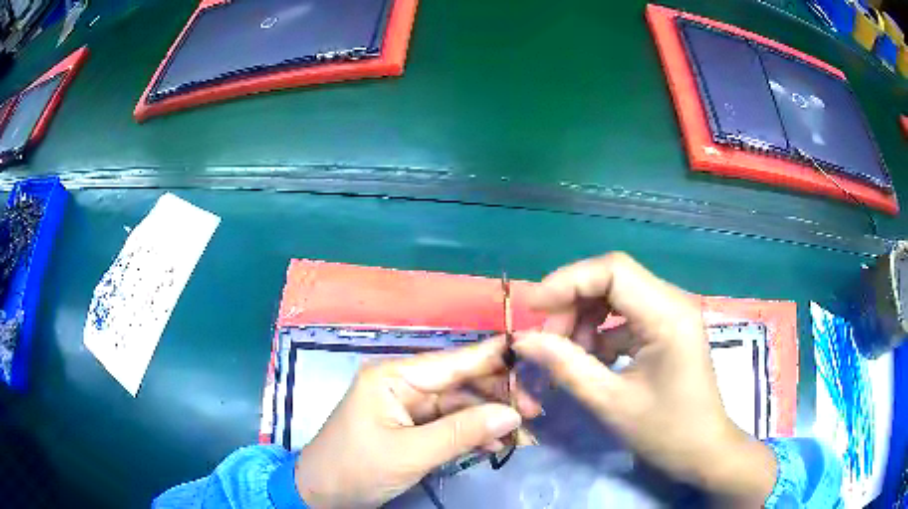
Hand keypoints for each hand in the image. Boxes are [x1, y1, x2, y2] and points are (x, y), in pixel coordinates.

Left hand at [294, 336, 541, 507]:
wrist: (321, 494)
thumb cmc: (356, 468)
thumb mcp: (409, 453)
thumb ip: (462, 432)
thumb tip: (513, 414)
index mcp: (395, 376)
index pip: (453, 361)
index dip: (494, 357)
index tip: (534, 355)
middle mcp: (403, 384)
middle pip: (460, 383)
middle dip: (498, 396)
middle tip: (536, 410)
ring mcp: (408, 407)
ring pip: (459, 406)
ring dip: (489, 419)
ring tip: (522, 434)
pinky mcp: (412, 428)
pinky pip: (450, 425)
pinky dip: (472, 434)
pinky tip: (495, 445)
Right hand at [513, 253, 776, 505]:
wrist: (704, 451)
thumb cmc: (666, 432)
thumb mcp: (610, 402)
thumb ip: (566, 366)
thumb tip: (523, 340)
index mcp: (667, 314)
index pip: (613, 270)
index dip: (567, 281)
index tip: (533, 310)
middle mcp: (672, 302)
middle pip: (612, 278)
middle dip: (573, 303)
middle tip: (547, 341)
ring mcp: (671, 314)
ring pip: (616, 294)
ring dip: (584, 318)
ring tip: (567, 354)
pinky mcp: (666, 329)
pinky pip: (625, 315)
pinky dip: (600, 332)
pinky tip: (589, 359)